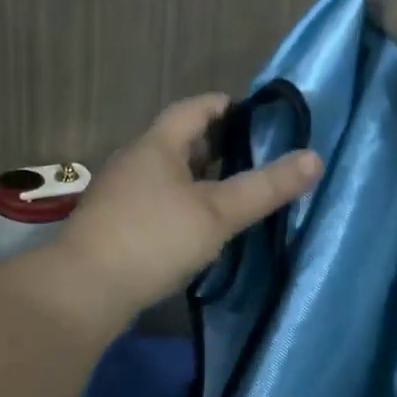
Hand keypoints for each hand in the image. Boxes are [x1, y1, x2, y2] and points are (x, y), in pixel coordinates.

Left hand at [58, 93, 322, 314]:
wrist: (82, 290)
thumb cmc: (153, 239)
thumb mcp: (217, 212)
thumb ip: (265, 187)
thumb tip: (315, 158)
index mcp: (157, 145)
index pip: (194, 108)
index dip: (225, 105)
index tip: (255, 115)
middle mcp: (135, 161)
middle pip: (179, 140)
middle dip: (216, 144)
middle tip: (253, 155)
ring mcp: (120, 193)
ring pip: (167, 173)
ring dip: (198, 176)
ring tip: (231, 190)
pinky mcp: (114, 224)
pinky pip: (155, 199)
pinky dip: (181, 202)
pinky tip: (197, 225)